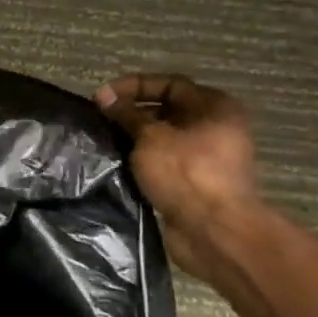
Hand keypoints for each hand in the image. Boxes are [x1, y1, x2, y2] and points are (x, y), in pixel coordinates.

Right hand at [96, 73, 260, 286]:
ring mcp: (208, 157)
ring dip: (135, 138)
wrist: (215, 232)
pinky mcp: (197, 183)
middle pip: (168, 110)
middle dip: (132, 113)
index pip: (169, 84)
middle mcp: (216, 127)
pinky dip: (143, 160)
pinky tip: (118, 163)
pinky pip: (165, 162)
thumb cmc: (186, 174)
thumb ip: (127, 114)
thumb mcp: (150, 137)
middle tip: (101, 119)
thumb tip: (104, 95)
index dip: (133, 86)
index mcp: (215, 107)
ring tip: (105, 140)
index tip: (102, 98)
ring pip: (164, 138)